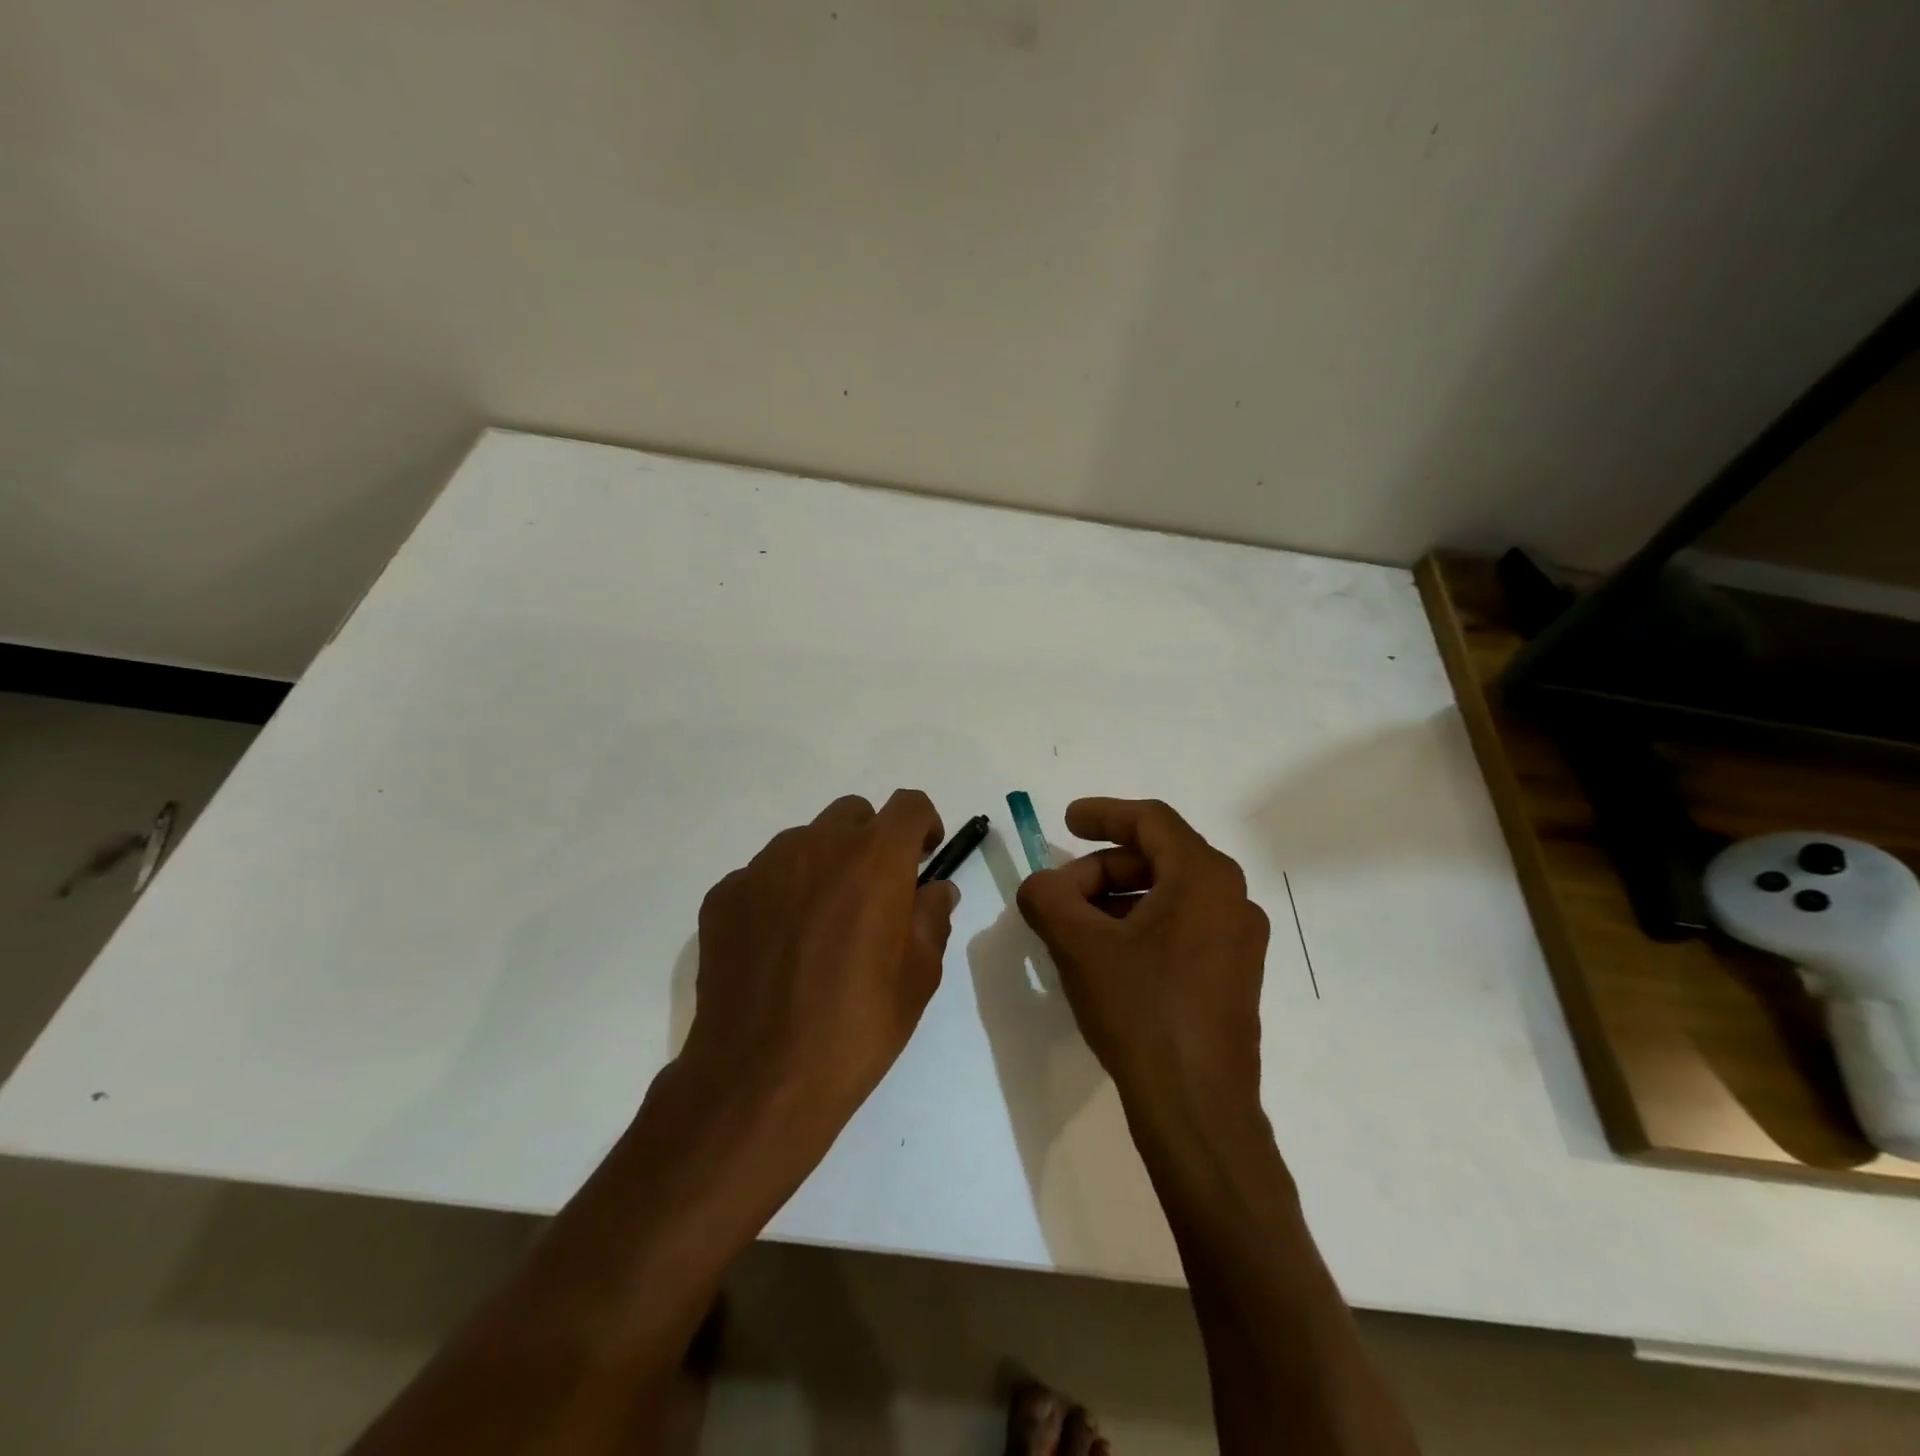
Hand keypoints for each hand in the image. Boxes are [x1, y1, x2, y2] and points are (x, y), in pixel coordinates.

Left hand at [679, 791, 957, 1134]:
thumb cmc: (857, 1025)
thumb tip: (935, 889)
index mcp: (874, 858)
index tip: (923, 858)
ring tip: (821, 925)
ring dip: (823, 865)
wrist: (760, 1077)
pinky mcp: (724, 894)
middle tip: (874, 893)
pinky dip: (780, 894)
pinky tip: (778, 946)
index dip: (923, 825)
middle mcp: (816, 844)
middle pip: (853, 814)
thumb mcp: (920, 976)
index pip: (909, 805)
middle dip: (871, 841)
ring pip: (804, 841)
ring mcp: (763, 866)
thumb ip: (932, 916)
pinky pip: (763, 876)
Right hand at [1016, 798, 1268, 1120]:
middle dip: (1101, 870)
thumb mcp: (1079, 945)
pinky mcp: (1234, 974)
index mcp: (1204, 877)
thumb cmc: (1141, 1011)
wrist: (1196, 1108)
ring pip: (1168, 894)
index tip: (1065, 821)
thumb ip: (1047, 897)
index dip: (1103, 814)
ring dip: (1117, 899)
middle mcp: (1232, 898)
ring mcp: (1239, 939)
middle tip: (1059, 896)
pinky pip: (1181, 926)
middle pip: (1157, 857)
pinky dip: (1140, 926)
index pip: (1150, 820)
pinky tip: (1106, 957)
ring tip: (1075, 930)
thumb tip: (1041, 885)